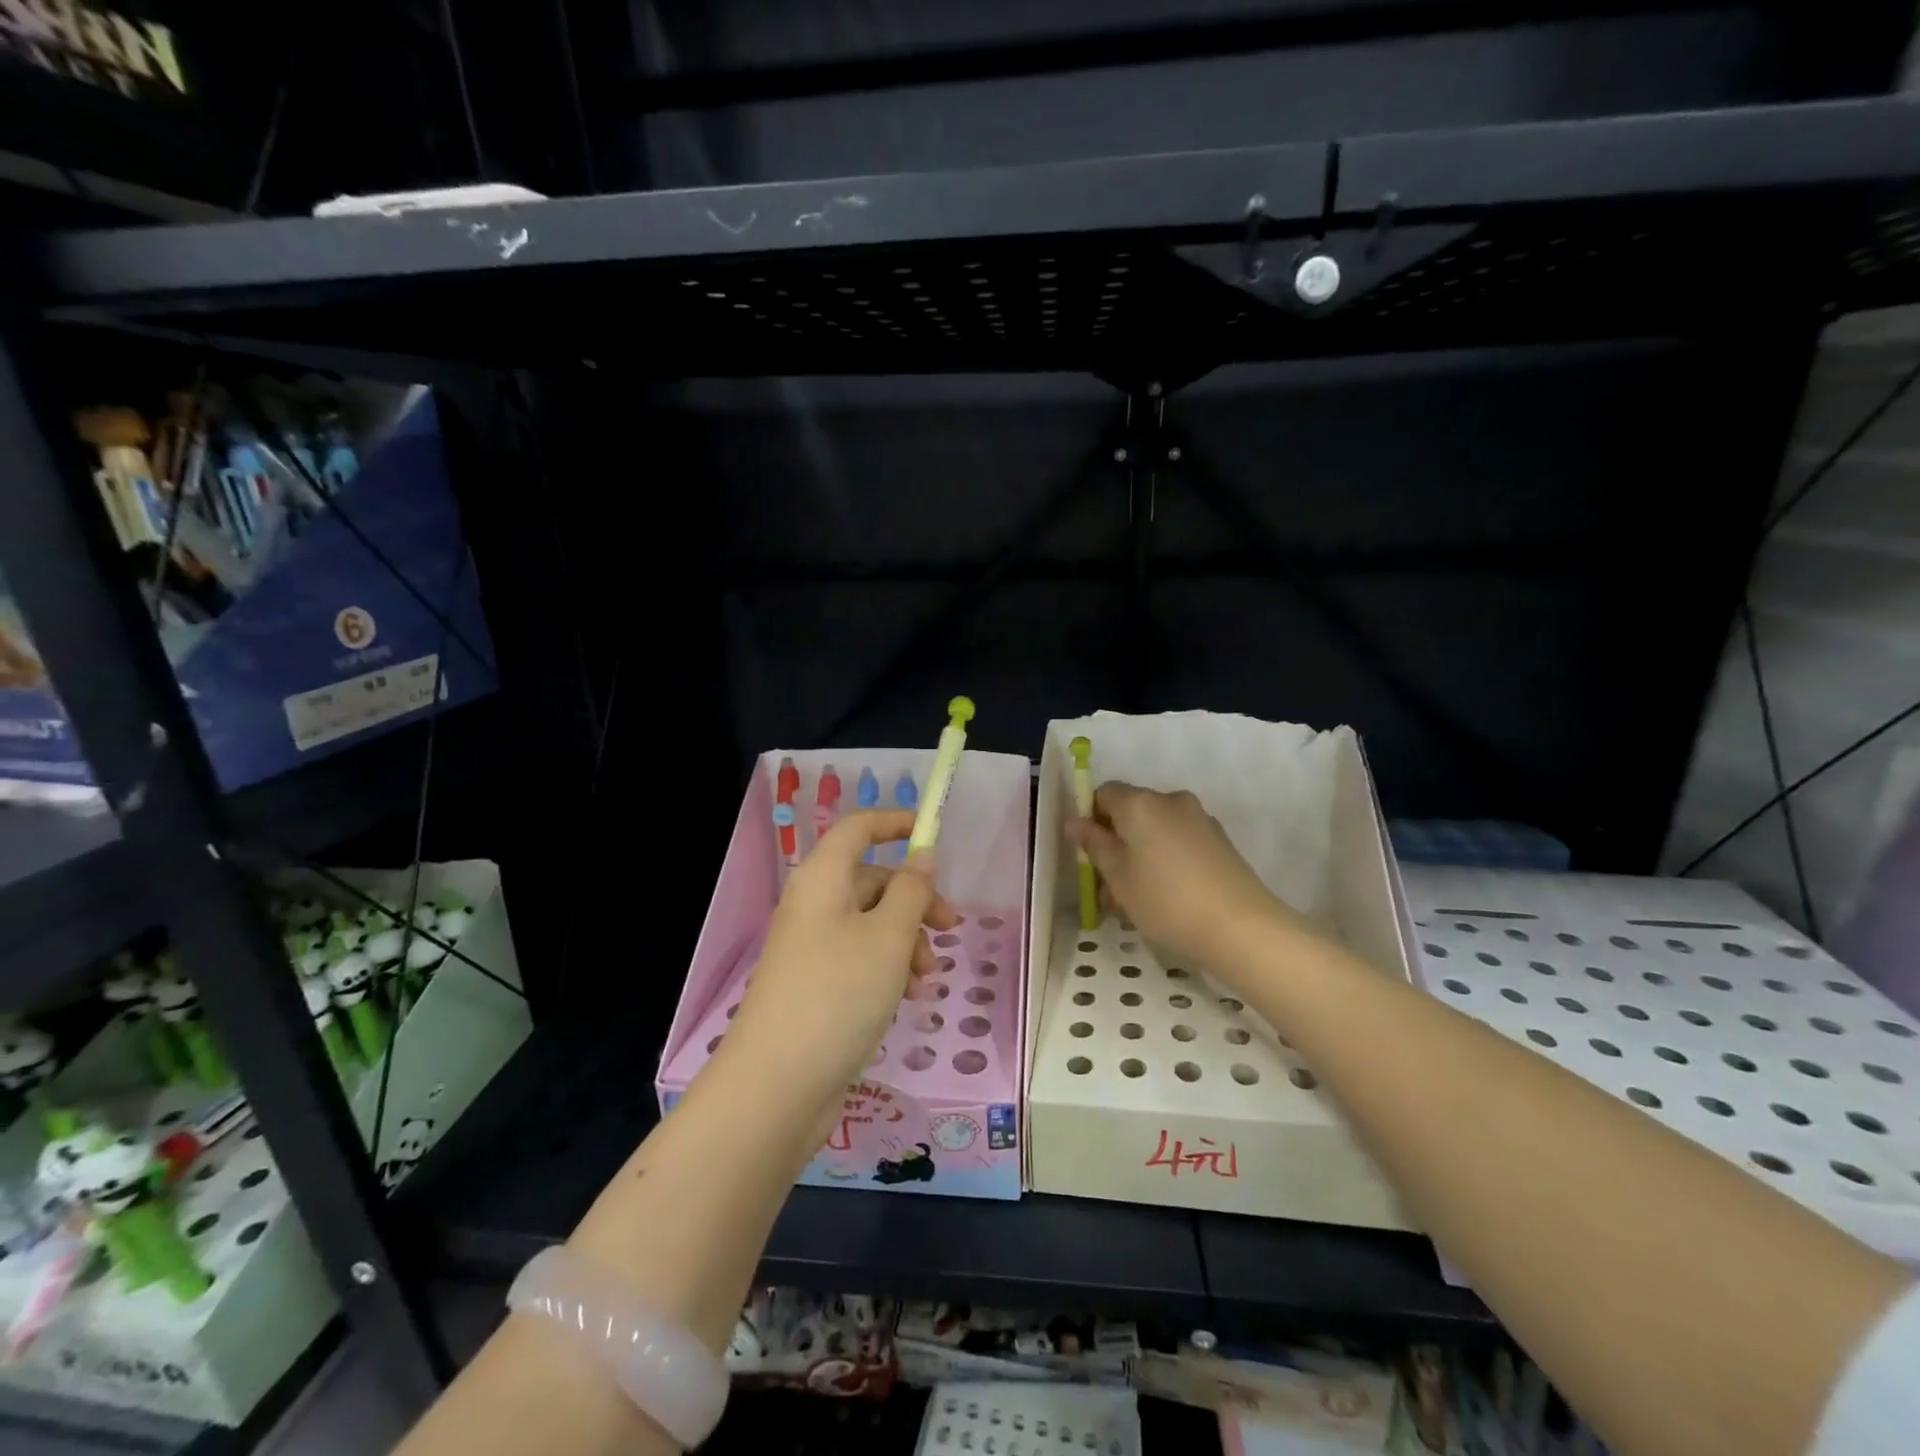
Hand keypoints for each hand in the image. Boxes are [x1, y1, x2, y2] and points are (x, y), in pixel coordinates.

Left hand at [726, 811, 957, 1121]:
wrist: (776, 1086)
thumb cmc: (838, 994)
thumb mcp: (889, 937)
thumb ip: (912, 890)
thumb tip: (923, 854)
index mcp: (822, 879)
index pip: (858, 829)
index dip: (894, 823)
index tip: (932, 834)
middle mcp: (813, 905)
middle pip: (872, 880)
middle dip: (915, 899)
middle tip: (950, 927)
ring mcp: (811, 947)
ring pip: (870, 923)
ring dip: (906, 940)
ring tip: (926, 977)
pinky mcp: (815, 985)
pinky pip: (859, 958)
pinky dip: (888, 968)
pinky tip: (907, 997)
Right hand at [1071, 782, 1300, 972]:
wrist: (1241, 927)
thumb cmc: (1166, 901)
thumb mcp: (1118, 877)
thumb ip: (1095, 844)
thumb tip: (1075, 821)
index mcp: (1141, 803)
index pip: (1104, 793)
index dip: (1091, 819)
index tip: (1089, 855)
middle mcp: (1171, 801)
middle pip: (1131, 813)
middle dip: (1115, 845)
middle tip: (1107, 888)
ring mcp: (1200, 820)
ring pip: (1155, 832)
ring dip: (1139, 858)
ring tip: (1134, 903)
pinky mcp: (1219, 841)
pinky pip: (1178, 843)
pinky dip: (1164, 862)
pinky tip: (1165, 899)